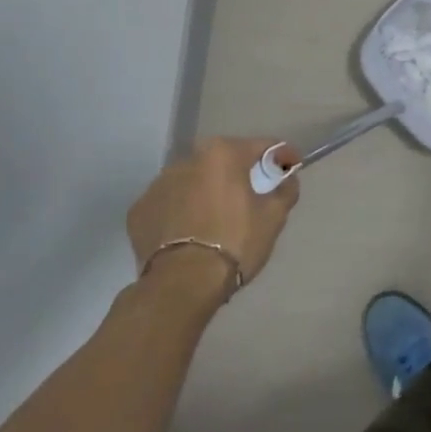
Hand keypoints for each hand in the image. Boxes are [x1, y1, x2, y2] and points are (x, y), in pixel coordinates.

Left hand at [127, 138, 300, 299]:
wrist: (181, 285)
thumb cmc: (234, 242)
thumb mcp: (273, 217)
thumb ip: (285, 190)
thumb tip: (287, 179)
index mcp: (223, 154)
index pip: (261, 146)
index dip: (282, 155)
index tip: (292, 166)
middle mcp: (187, 160)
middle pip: (223, 159)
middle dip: (239, 171)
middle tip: (253, 192)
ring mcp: (157, 185)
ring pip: (192, 180)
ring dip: (207, 189)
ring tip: (217, 215)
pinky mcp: (138, 211)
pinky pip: (169, 203)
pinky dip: (181, 210)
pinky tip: (190, 230)